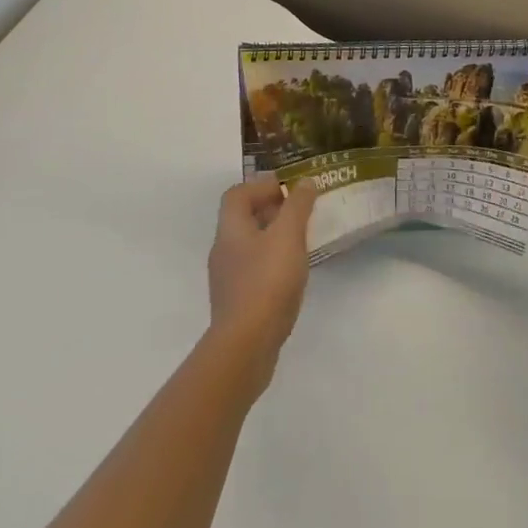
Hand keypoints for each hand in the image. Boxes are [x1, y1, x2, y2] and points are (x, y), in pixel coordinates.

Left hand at [207, 175, 317, 379]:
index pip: (237, 194)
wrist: (246, 345)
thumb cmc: (267, 282)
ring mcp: (228, 278)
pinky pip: (254, 269)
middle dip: (270, 210)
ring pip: (249, 245)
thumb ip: (297, 206)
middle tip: (300, 211)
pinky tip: (292, 273)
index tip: (289, 189)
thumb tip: (304, 182)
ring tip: (301, 240)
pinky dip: (272, 262)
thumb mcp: (288, 237)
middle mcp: (223, 250)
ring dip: (272, 236)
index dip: (261, 186)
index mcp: (231, 230)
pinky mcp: (237, 302)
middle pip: (242, 219)